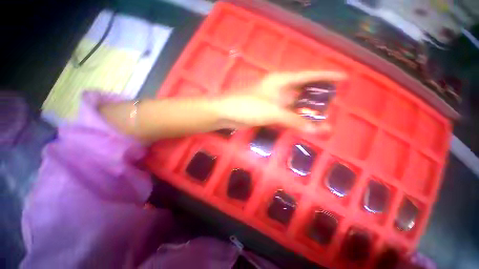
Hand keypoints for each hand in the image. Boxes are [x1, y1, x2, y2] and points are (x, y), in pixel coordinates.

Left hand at [217, 71, 345, 132]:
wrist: (225, 113)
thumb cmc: (247, 106)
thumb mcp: (272, 111)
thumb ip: (293, 119)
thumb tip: (317, 129)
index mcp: (281, 81)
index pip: (308, 76)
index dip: (326, 76)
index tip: (343, 78)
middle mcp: (279, 90)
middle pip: (303, 93)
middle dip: (317, 99)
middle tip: (334, 107)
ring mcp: (273, 102)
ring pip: (294, 106)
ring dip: (306, 113)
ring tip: (323, 119)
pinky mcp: (267, 113)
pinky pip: (285, 116)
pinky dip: (294, 120)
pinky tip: (303, 125)